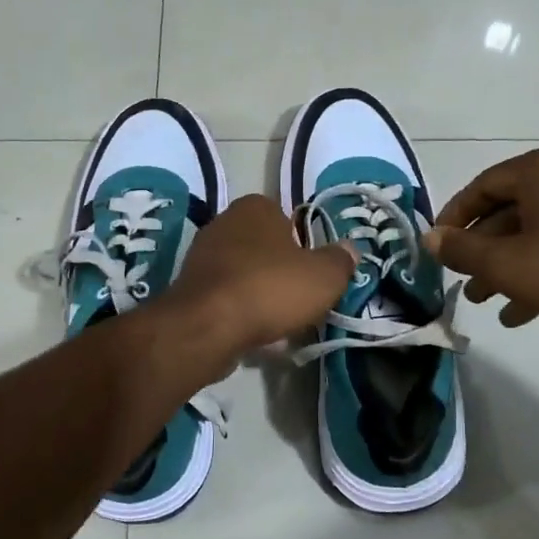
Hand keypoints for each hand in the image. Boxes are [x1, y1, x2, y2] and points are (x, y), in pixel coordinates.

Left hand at [160, 195, 355, 356]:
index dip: (304, 245)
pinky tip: (253, 332)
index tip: (314, 273)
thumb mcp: (324, 276)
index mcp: (256, 207)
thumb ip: (340, 261)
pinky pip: (225, 296)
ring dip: (260, 292)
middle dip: (281, 270)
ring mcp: (201, 255)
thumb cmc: (271, 289)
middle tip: (300, 298)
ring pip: (244, 272)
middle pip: (265, 246)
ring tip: (278, 321)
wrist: (208, 326)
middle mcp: (224, 222)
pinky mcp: (189, 288)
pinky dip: (240, 310)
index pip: (288, 218)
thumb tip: (350, 250)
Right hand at [425, 147, 538, 331]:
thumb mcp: (505, 263)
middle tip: (460, 279)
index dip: (453, 217)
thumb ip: (462, 249)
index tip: (437, 247)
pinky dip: (534, 274)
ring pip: (531, 235)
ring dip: (503, 268)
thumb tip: (430, 238)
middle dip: (479, 251)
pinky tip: (516, 313)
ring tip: (482, 301)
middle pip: (506, 212)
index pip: (481, 186)